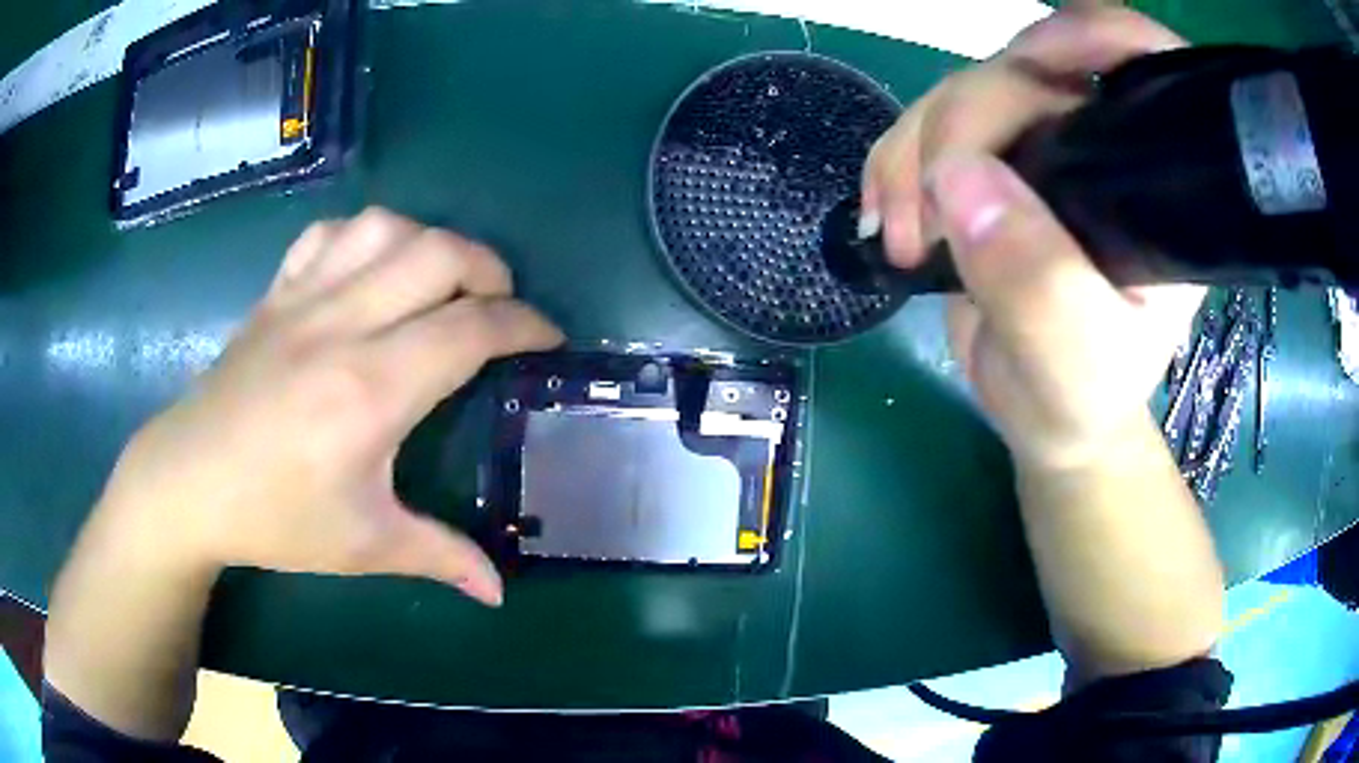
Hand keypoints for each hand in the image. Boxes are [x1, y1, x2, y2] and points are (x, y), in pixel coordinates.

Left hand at [97, 208, 562, 604]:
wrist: (188, 483)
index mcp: (370, 390)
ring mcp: (303, 300)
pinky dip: (365, 238)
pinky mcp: (275, 293)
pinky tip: (371, 270)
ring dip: (429, 242)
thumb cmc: (274, 519)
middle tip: (499, 306)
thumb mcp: (363, 548)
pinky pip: (329, 235)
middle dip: (489, 270)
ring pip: (386, 228)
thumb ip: (441, 558)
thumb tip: (499, 592)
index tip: (548, 338)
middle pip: (439, 254)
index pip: (470, 328)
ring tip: (440, 281)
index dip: (524, 324)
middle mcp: (342, 326)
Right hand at [862, 9, 1204, 470]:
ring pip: (965, 93)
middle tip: (926, 217)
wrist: (1042, 413)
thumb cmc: (1080, 396)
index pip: (1142, 70)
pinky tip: (885, 219)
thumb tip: (958, 181)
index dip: (1091, 36)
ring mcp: (1041, 151)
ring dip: (914, 152)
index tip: (1034, 61)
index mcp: (1152, 188)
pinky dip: (893, 164)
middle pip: (1026, 74)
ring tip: (901, 238)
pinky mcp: (990, 165)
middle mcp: (1101, 151)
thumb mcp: (1075, 363)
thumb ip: (1038, 285)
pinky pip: (926, 126)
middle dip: (962, 126)